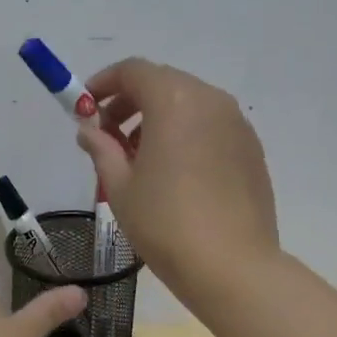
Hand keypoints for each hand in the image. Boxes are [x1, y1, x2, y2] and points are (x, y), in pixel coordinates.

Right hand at [76, 58, 278, 307]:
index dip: (104, 83)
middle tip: (108, 134)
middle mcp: (210, 101)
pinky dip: (185, 134)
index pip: (134, 71)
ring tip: (139, 158)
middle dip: (130, 101)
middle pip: (164, 83)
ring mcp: (237, 124)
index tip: (85, 107)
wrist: (231, 266)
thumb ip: (101, 148)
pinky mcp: (252, 149)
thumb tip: (89, 129)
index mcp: (174, 101)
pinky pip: (211, 126)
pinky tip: (173, 172)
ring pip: (189, 104)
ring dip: (158, 118)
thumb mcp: (119, 186)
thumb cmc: (165, 222)